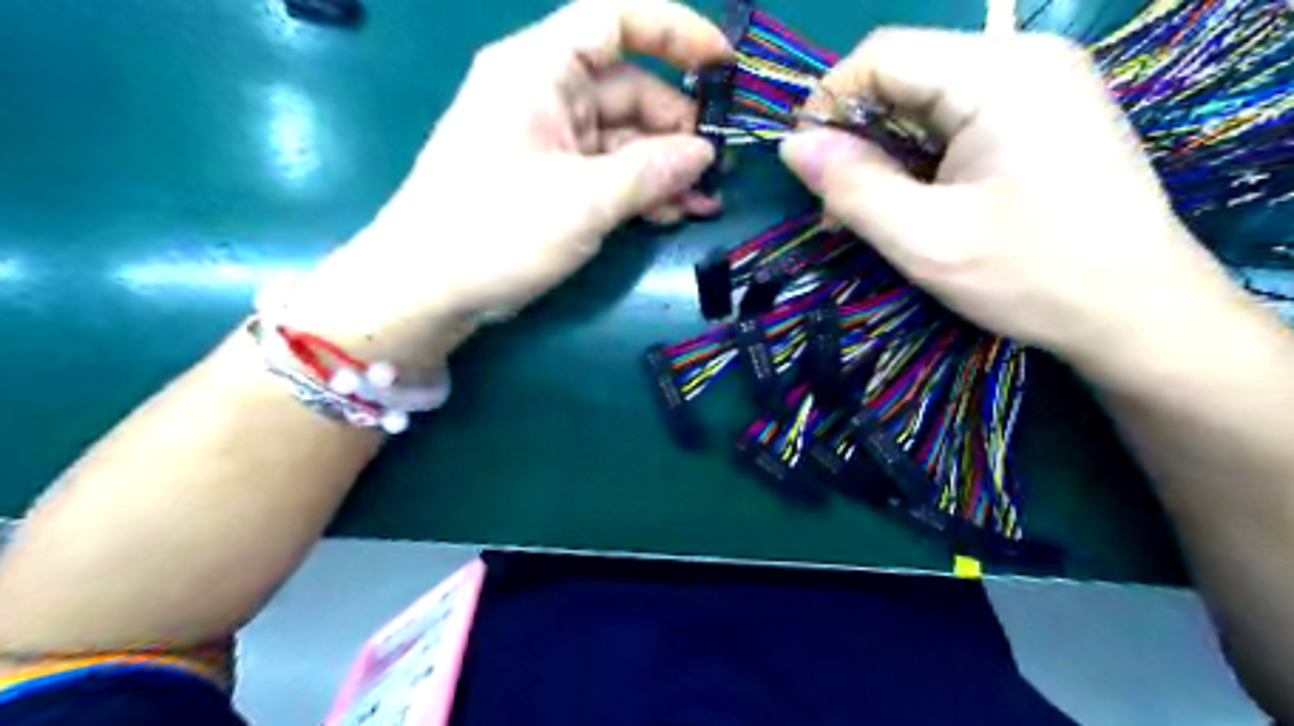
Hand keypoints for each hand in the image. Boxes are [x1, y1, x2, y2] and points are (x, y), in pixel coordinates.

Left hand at [288, 0, 726, 365]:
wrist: (428, 289)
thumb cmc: (497, 231)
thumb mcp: (583, 201)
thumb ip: (650, 172)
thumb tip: (704, 154)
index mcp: (539, 70)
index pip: (615, 20)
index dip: (674, 31)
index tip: (723, 64)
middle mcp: (545, 94)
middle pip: (628, 90)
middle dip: (676, 130)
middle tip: (715, 171)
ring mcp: (548, 140)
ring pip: (621, 138)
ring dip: (663, 169)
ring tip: (703, 203)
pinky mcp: (549, 179)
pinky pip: (605, 171)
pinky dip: (637, 189)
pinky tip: (668, 215)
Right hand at [778, 28, 1241, 369]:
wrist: (1137, 311)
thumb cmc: (1032, 275)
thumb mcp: (925, 240)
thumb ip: (852, 187)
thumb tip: (791, 146)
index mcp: (998, 74)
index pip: (881, 55)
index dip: (828, 105)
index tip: (808, 171)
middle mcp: (1022, 58)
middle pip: (904, 74)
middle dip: (857, 137)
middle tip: (839, 209)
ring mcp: (1038, 84)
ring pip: (925, 100)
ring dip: (885, 153)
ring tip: (870, 215)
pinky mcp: (1041, 114)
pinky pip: (956, 119)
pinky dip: (919, 159)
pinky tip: (913, 203)